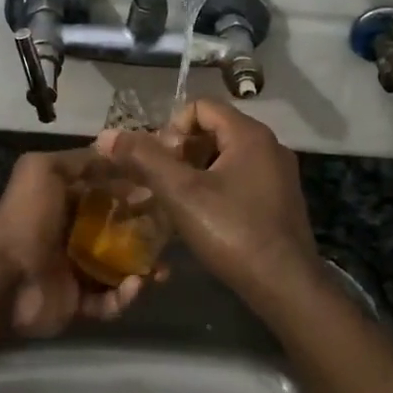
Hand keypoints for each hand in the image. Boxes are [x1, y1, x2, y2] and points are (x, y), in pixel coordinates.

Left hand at [0, 149, 151, 337]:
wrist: (4, 279)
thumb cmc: (27, 219)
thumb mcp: (43, 170)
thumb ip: (77, 160)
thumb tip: (113, 152)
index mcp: (65, 203)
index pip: (107, 194)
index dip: (133, 191)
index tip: (160, 191)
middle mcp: (73, 235)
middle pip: (119, 231)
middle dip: (147, 232)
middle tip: (170, 234)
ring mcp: (76, 271)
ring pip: (121, 268)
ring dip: (145, 268)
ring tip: (161, 270)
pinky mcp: (79, 303)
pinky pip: (110, 301)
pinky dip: (125, 296)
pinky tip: (135, 286)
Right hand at [97, 99, 319, 299]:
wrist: (286, 285)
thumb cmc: (233, 232)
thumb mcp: (182, 194)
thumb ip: (145, 160)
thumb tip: (107, 135)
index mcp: (250, 134)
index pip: (201, 107)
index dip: (172, 128)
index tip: (159, 162)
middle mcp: (269, 145)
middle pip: (214, 130)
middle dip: (182, 151)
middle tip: (164, 182)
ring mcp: (279, 174)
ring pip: (226, 157)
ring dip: (197, 171)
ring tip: (178, 200)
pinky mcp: (281, 199)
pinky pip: (242, 178)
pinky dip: (217, 187)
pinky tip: (204, 216)